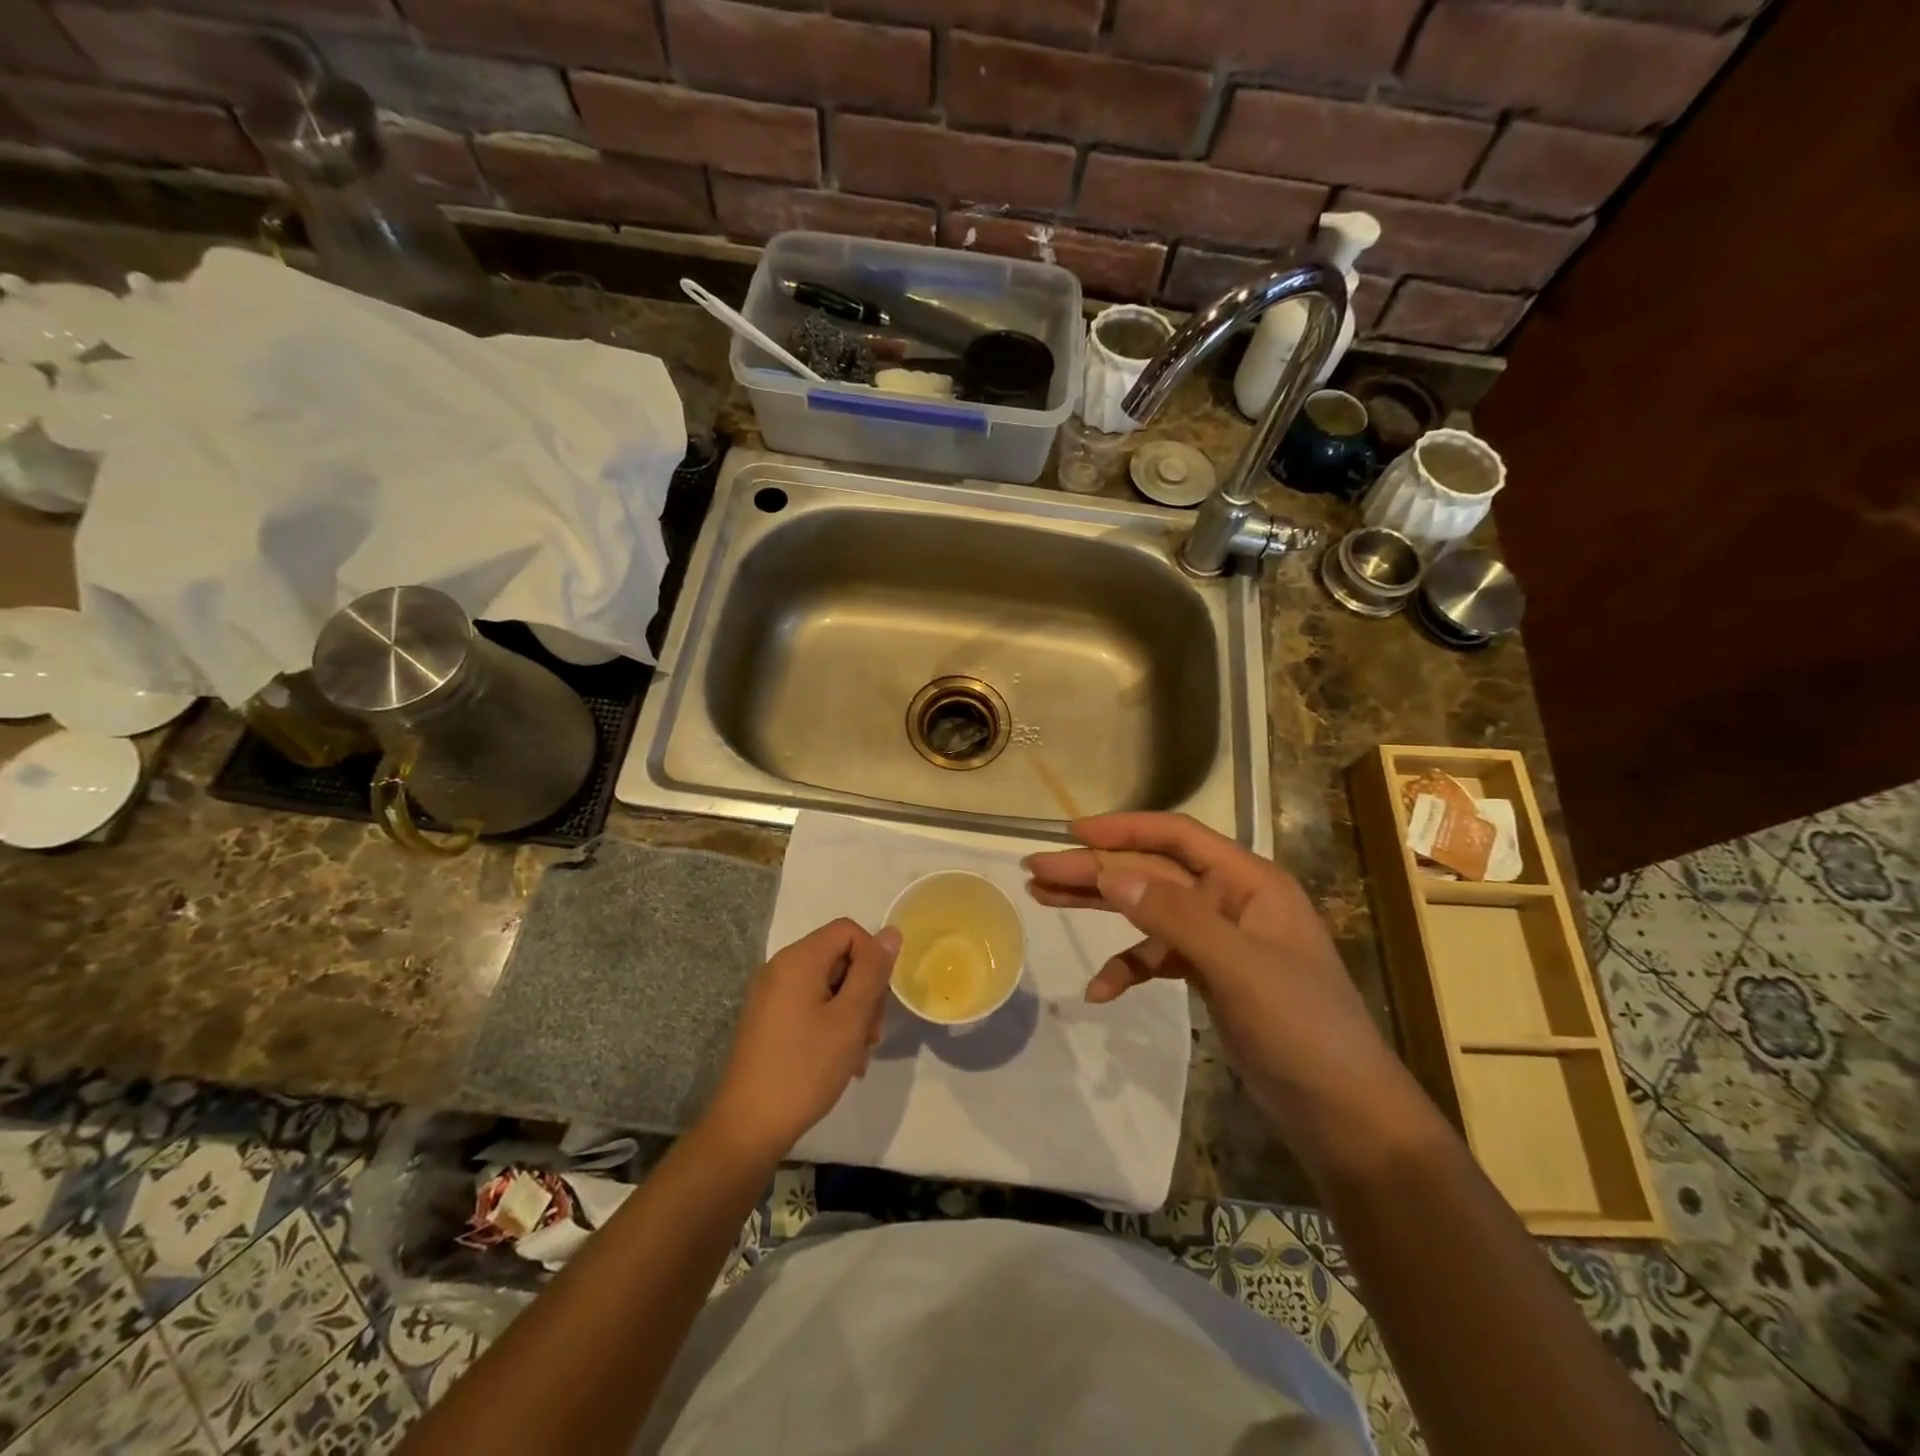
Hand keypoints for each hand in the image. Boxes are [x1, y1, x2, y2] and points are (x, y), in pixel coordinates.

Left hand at [705, 918, 901, 1162]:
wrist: (748, 1127)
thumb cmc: (804, 1068)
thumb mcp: (850, 1018)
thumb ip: (873, 972)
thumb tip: (891, 932)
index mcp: (798, 959)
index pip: (848, 931)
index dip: (872, 958)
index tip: (879, 1001)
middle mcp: (779, 968)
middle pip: (838, 958)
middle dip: (864, 991)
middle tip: (872, 1035)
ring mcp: (770, 995)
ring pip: (827, 986)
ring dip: (851, 1014)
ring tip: (857, 1055)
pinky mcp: (767, 1020)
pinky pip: (809, 1005)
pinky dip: (830, 1024)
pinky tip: (839, 1060)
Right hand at [1026, 813, 1435, 1172]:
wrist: (1344, 1116)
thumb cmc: (1302, 1029)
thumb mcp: (1237, 966)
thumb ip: (1173, 916)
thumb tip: (1110, 872)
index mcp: (1249, 882)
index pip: (1177, 837)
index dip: (1123, 829)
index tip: (1071, 832)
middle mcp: (1231, 901)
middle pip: (1152, 873)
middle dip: (1096, 870)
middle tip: (1038, 871)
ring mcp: (1220, 940)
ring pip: (1148, 911)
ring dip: (1101, 908)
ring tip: (1045, 900)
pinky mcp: (1211, 976)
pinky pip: (1157, 958)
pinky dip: (1128, 968)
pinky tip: (1099, 991)